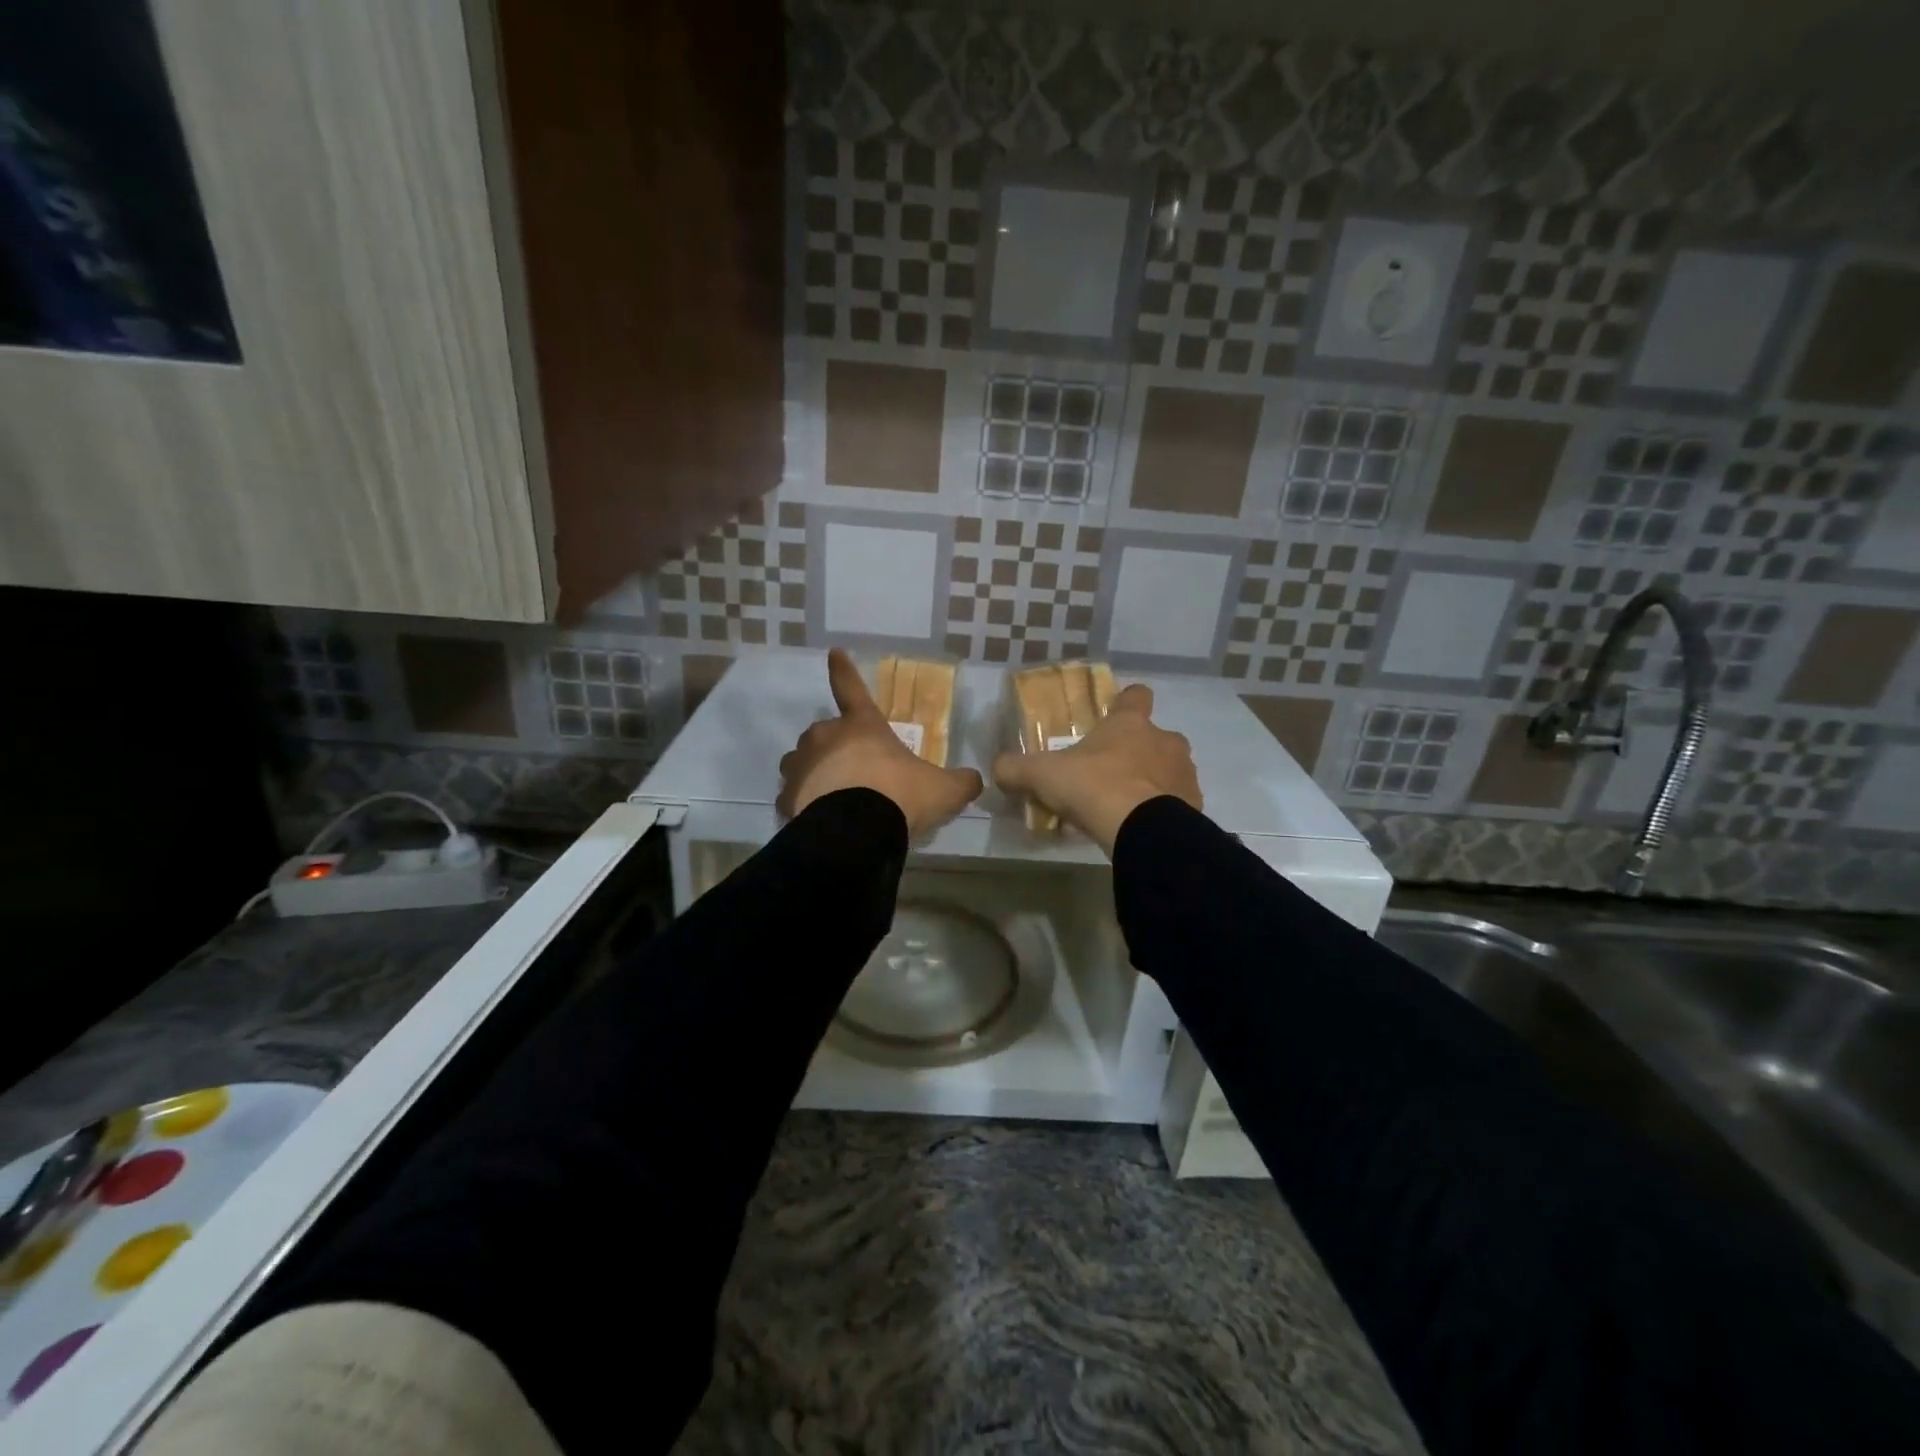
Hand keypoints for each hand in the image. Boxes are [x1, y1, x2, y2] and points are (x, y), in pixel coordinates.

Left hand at [778, 650, 983, 834]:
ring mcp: (801, 766)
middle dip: (835, 746)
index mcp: (862, 726)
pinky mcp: (787, 798)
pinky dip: (802, 803)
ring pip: (801, 761)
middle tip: (854, 771)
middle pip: (824, 733)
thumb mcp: (943, 790)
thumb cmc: (900, 796)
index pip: (852, 688)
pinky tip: (816, 819)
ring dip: (813, 771)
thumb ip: (959, 782)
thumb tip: (974, 780)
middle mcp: (826, 738)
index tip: (834, 652)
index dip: (843, 670)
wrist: (856, 832)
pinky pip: (792, 796)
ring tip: (830, 794)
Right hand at [990, 684, 1200, 855]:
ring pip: (1168, 770)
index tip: (1114, 714)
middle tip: (1110, 775)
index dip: (1126, 702)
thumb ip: (1015, 768)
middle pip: (1154, 737)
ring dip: (1152, 782)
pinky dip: (1164, 811)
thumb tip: (996, 768)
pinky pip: (1178, 802)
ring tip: (1127, 807)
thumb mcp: (1042, 775)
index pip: (1136, 695)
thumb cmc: (1093, 787)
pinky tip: (1142, 827)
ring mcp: (1184, 772)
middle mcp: (1164, 740)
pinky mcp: (1195, 805)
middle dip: (1136, 752)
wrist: (1141, 829)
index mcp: (1130, 723)